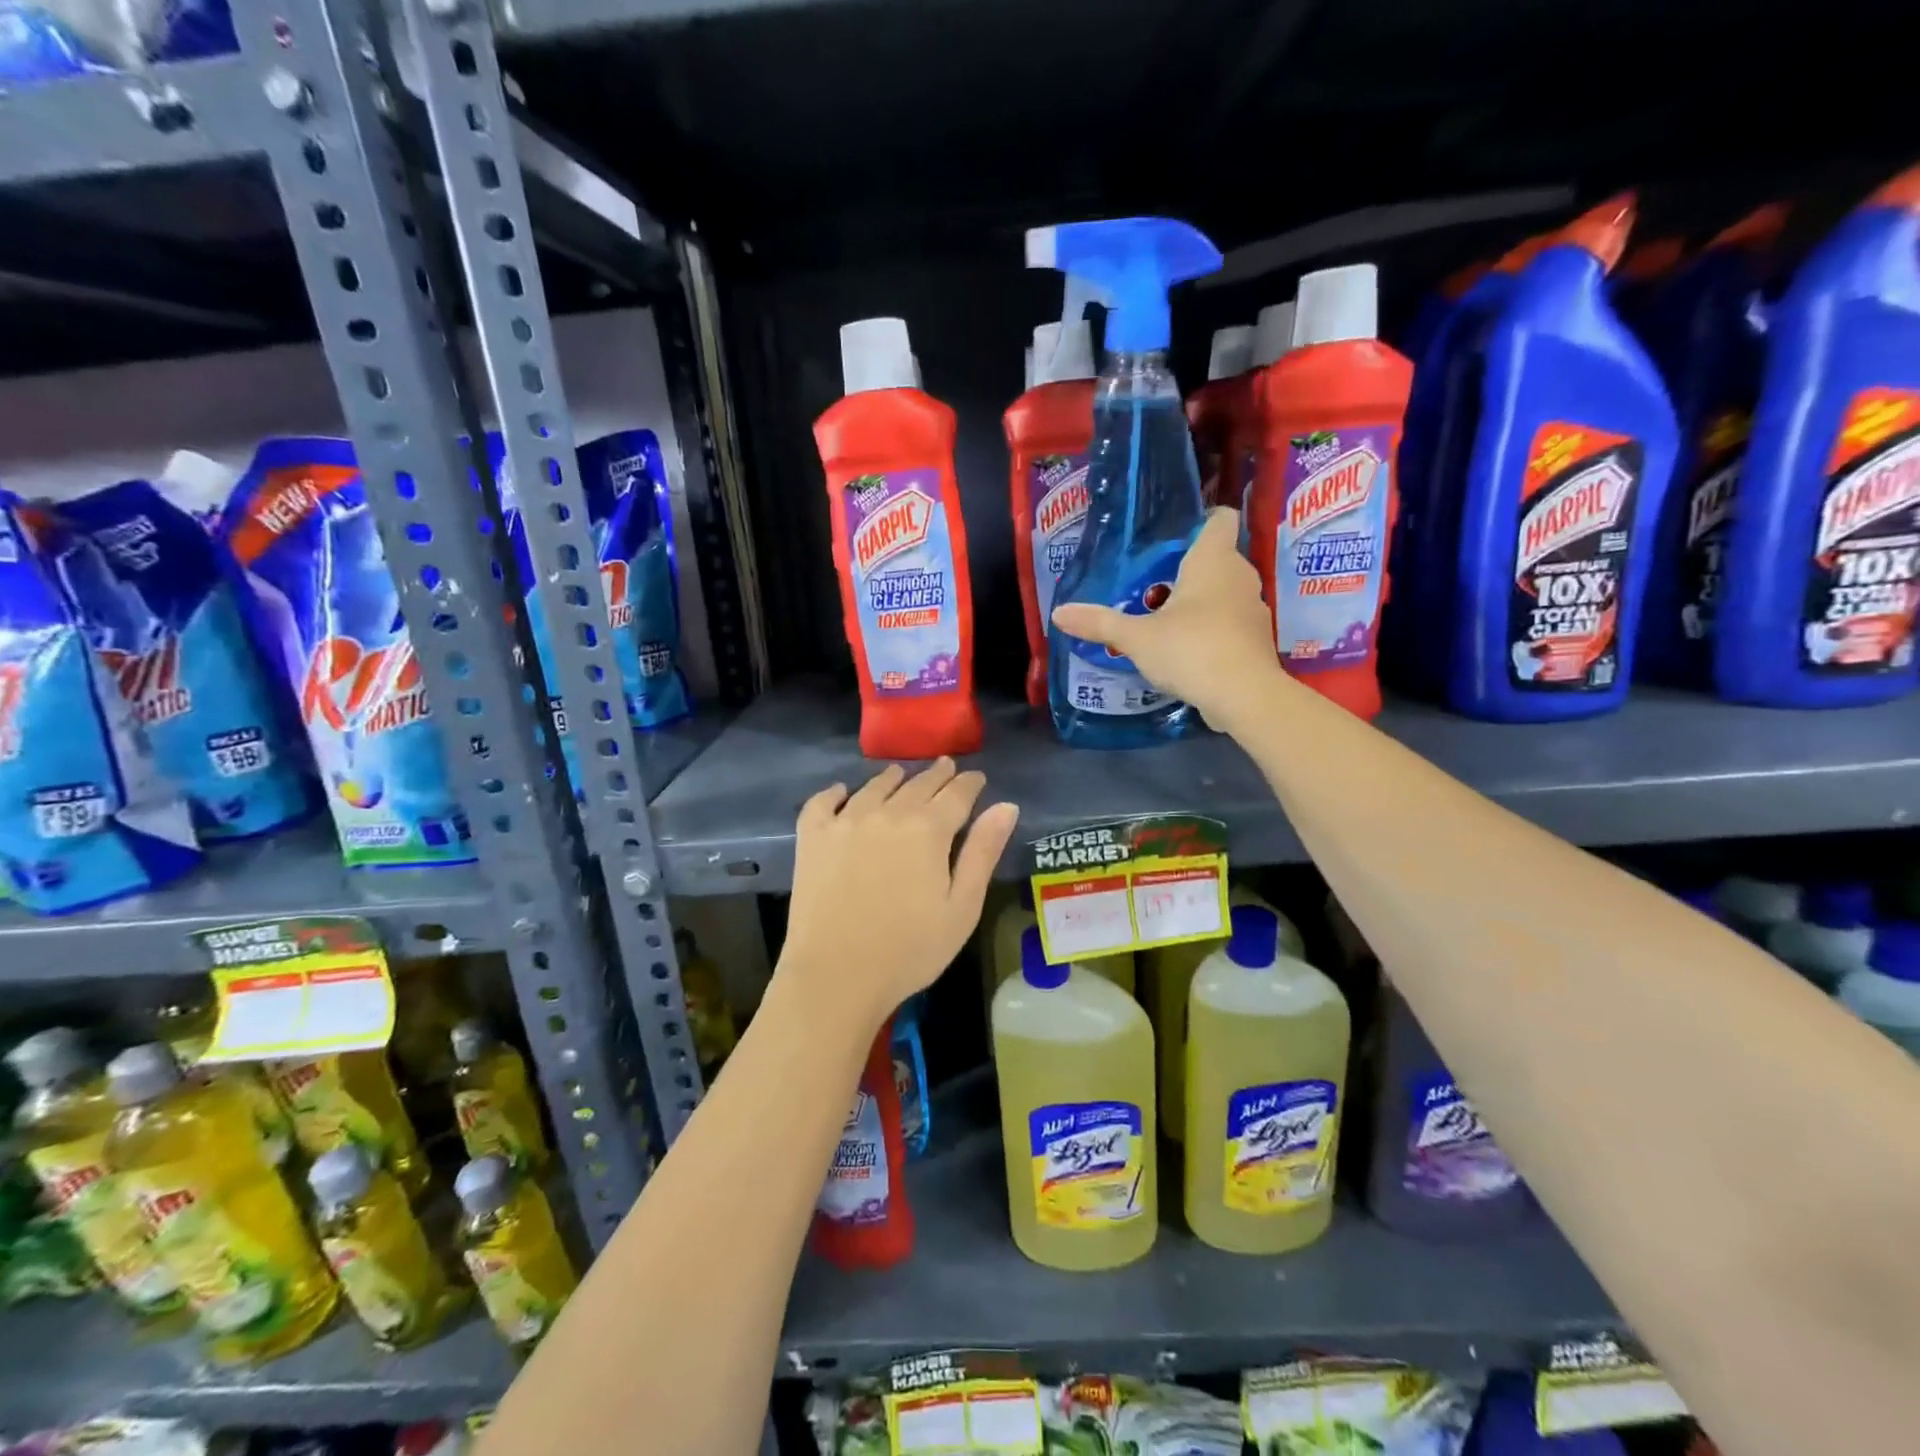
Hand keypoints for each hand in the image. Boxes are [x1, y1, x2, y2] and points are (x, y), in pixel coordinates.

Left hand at [781, 760, 1018, 1028]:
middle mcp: (887, 813)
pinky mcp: (813, 837)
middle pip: (917, 784)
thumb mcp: (962, 907)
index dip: (970, 783)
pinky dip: (836, 792)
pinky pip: (824, 801)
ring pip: (874, 786)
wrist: (836, 975)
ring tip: (900, 774)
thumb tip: (1006, 806)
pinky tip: (843, 792)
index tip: (976, 777)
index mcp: (929, 829)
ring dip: (893, 778)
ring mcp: (845, 821)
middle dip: (936, 775)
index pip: (956, 794)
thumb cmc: (910, 950)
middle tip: (946, 767)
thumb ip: (983, 852)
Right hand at [1051, 507, 1281, 726]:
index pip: (1220, 519)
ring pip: (1226, 594)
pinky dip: (1214, 631)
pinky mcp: (1258, 641)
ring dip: (1202, 603)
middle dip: (1190, 570)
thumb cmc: (1191, 650)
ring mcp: (1254, 610)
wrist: (1245, 697)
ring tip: (1167, 621)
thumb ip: (1100, 623)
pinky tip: (1189, 651)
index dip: (1202, 522)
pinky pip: (1232, 624)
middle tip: (1154, 585)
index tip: (1175, 538)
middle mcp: (1240, 577)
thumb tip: (1058, 613)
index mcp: (1214, 560)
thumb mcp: (1136, 638)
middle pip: (1219, 559)